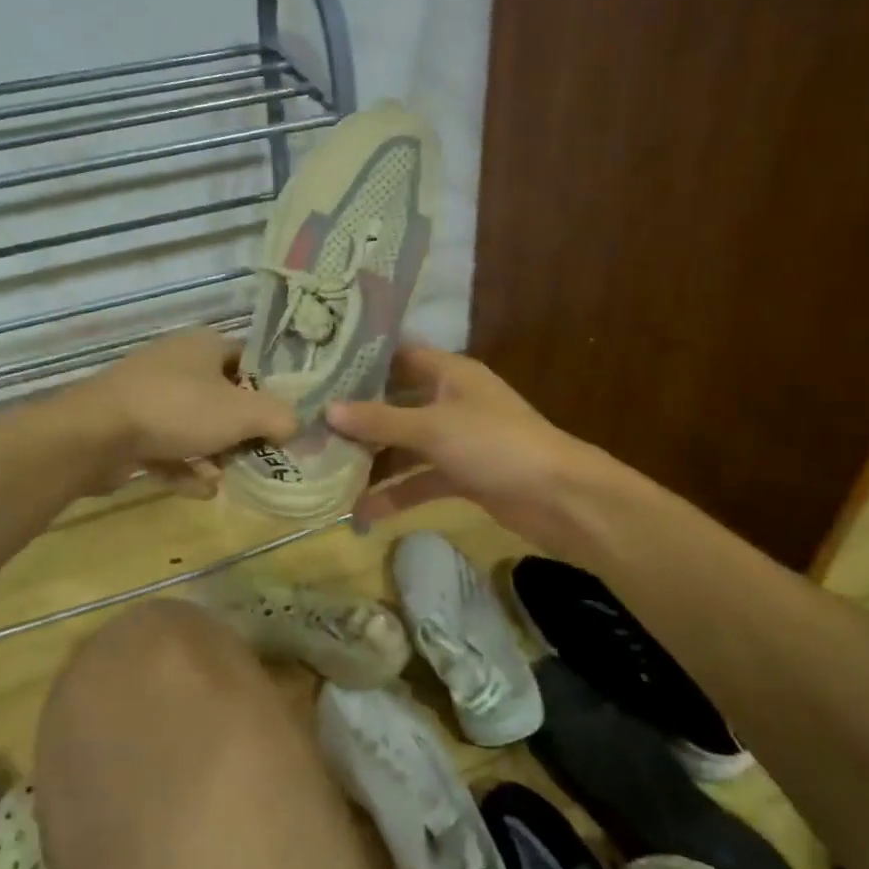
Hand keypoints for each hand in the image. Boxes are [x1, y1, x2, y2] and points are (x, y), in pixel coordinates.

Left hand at [62, 328, 296, 496]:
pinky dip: (185, 468)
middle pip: (224, 397)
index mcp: (205, 346)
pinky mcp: (128, 427)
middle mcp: (177, 363)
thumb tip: (295, 425)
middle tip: (259, 454)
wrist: (95, 435)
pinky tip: (199, 490)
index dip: (271, 388)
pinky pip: (168, 447)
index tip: (284, 419)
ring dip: (213, 454)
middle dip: (241, 430)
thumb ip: (279, 417)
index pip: (250, 360)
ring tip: (226, 476)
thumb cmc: (178, 410)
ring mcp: (149, 396)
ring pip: (195, 425)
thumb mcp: (243, 413)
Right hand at [328, 345, 609, 546]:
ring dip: (373, 462)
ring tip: (326, 474)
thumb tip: (328, 410)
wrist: (559, 497)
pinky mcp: (462, 476)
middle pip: (396, 404)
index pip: (398, 356)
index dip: (362, 362)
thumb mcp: (433, 428)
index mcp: (449, 373)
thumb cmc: (495, 444)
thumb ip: (380, 420)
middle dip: (358, 419)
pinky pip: (421, 480)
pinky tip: (364, 512)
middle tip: (309, 426)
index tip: (319, 369)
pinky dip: (397, 494)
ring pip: (405, 446)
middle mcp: (450, 401)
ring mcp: (457, 440)